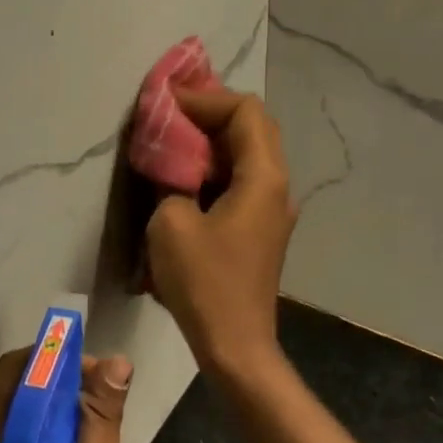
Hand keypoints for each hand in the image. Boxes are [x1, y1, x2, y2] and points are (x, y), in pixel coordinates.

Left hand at [0, 348, 133, 442]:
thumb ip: (99, 424)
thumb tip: (114, 363)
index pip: (17, 372)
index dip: (61, 362)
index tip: (102, 375)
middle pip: (6, 387)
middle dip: (53, 381)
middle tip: (100, 401)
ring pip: (2, 410)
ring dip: (43, 406)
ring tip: (88, 427)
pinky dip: (30, 430)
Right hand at [146, 88, 296, 375]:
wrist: (236, 344)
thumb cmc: (205, 282)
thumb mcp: (171, 223)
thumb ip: (171, 181)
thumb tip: (173, 170)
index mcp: (263, 177)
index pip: (244, 111)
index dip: (205, 99)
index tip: (166, 102)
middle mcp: (277, 186)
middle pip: (252, 127)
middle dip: (210, 114)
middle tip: (170, 114)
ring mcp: (272, 210)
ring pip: (248, 154)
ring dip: (212, 141)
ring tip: (173, 140)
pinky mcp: (260, 230)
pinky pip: (242, 181)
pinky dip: (215, 168)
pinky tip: (185, 178)